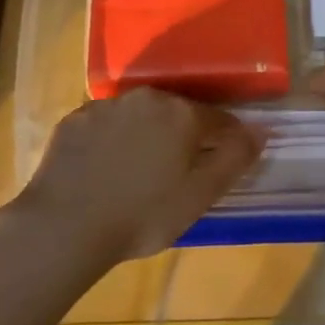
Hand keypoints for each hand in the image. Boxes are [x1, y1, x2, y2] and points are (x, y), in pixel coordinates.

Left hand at [4, 89, 265, 262]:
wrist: (64, 227)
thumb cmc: (142, 215)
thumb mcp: (200, 195)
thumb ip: (234, 158)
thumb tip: (260, 130)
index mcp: (183, 114)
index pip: (219, 121)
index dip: (225, 144)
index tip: (217, 168)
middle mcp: (147, 98)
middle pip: (178, 113)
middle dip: (183, 137)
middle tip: (175, 175)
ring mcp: (107, 105)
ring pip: (141, 116)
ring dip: (147, 136)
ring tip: (136, 173)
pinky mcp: (75, 119)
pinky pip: (106, 124)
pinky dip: (112, 140)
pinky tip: (104, 169)